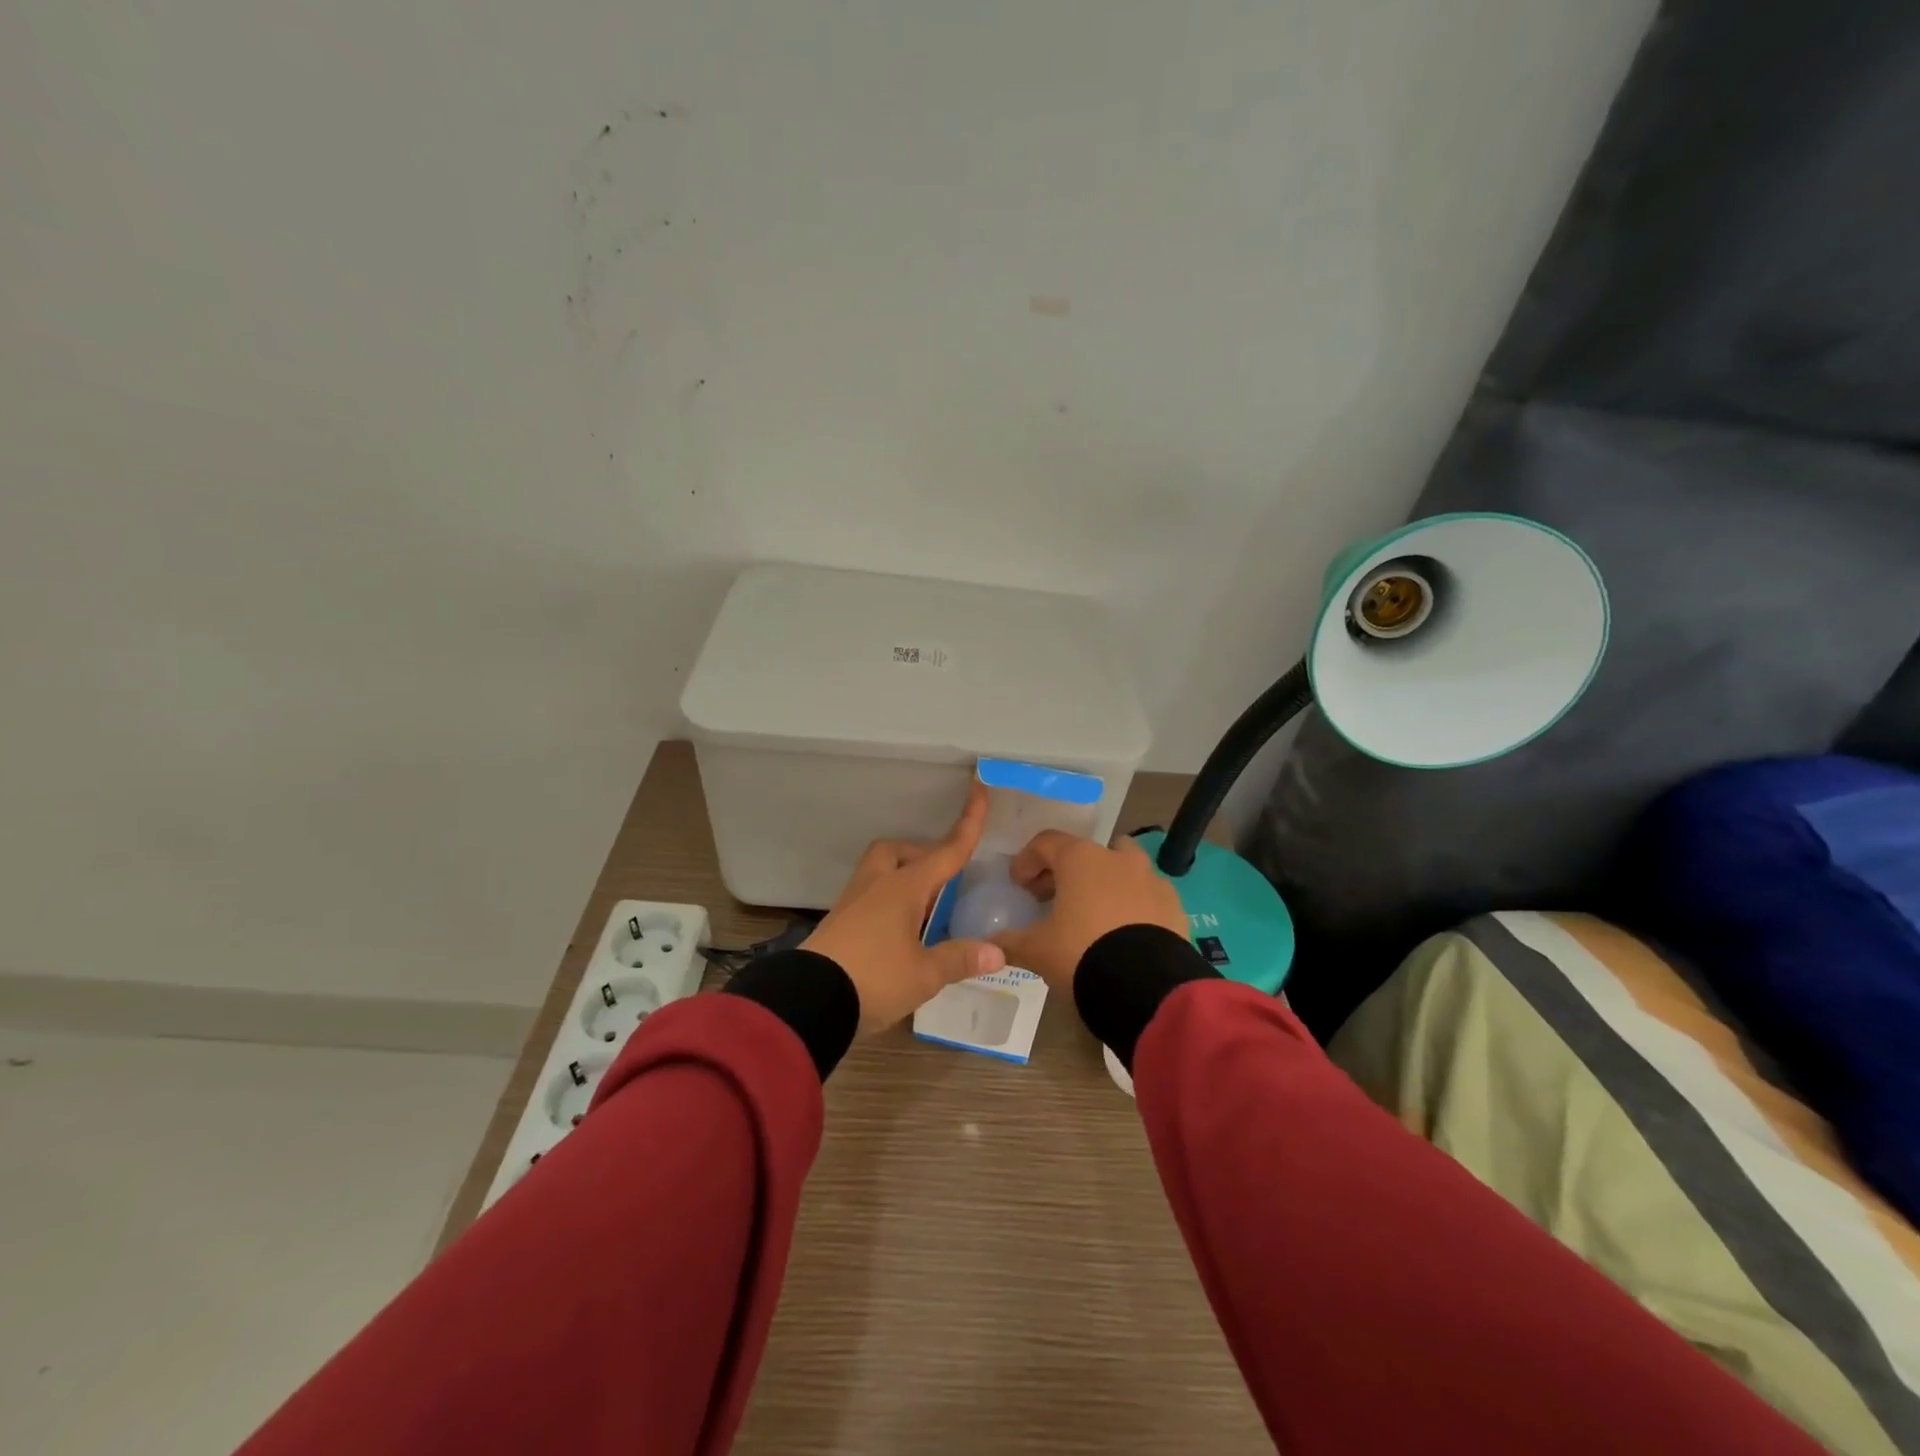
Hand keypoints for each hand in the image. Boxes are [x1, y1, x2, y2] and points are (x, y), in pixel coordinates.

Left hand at [802, 783, 1007, 1034]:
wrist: (808, 1000)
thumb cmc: (874, 978)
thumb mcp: (924, 974)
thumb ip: (959, 958)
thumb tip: (998, 952)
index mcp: (904, 887)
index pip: (946, 851)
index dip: (968, 823)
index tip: (978, 789)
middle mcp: (877, 885)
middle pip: (897, 850)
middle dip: (921, 855)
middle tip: (942, 880)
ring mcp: (853, 902)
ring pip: (880, 872)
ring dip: (903, 879)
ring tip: (925, 910)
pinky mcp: (839, 923)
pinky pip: (869, 897)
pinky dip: (888, 902)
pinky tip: (900, 931)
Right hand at [988, 831, 1187, 992]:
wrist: (1147, 988)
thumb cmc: (1081, 954)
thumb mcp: (1036, 950)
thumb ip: (1010, 941)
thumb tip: (990, 943)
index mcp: (1081, 858)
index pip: (1045, 843)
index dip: (1027, 861)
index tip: (1018, 885)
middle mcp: (1118, 858)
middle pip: (1085, 852)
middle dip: (1065, 872)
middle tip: (1050, 899)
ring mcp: (1151, 879)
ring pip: (1122, 867)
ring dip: (1103, 882)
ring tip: (1091, 914)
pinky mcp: (1173, 904)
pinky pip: (1146, 895)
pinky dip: (1131, 904)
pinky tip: (1123, 933)